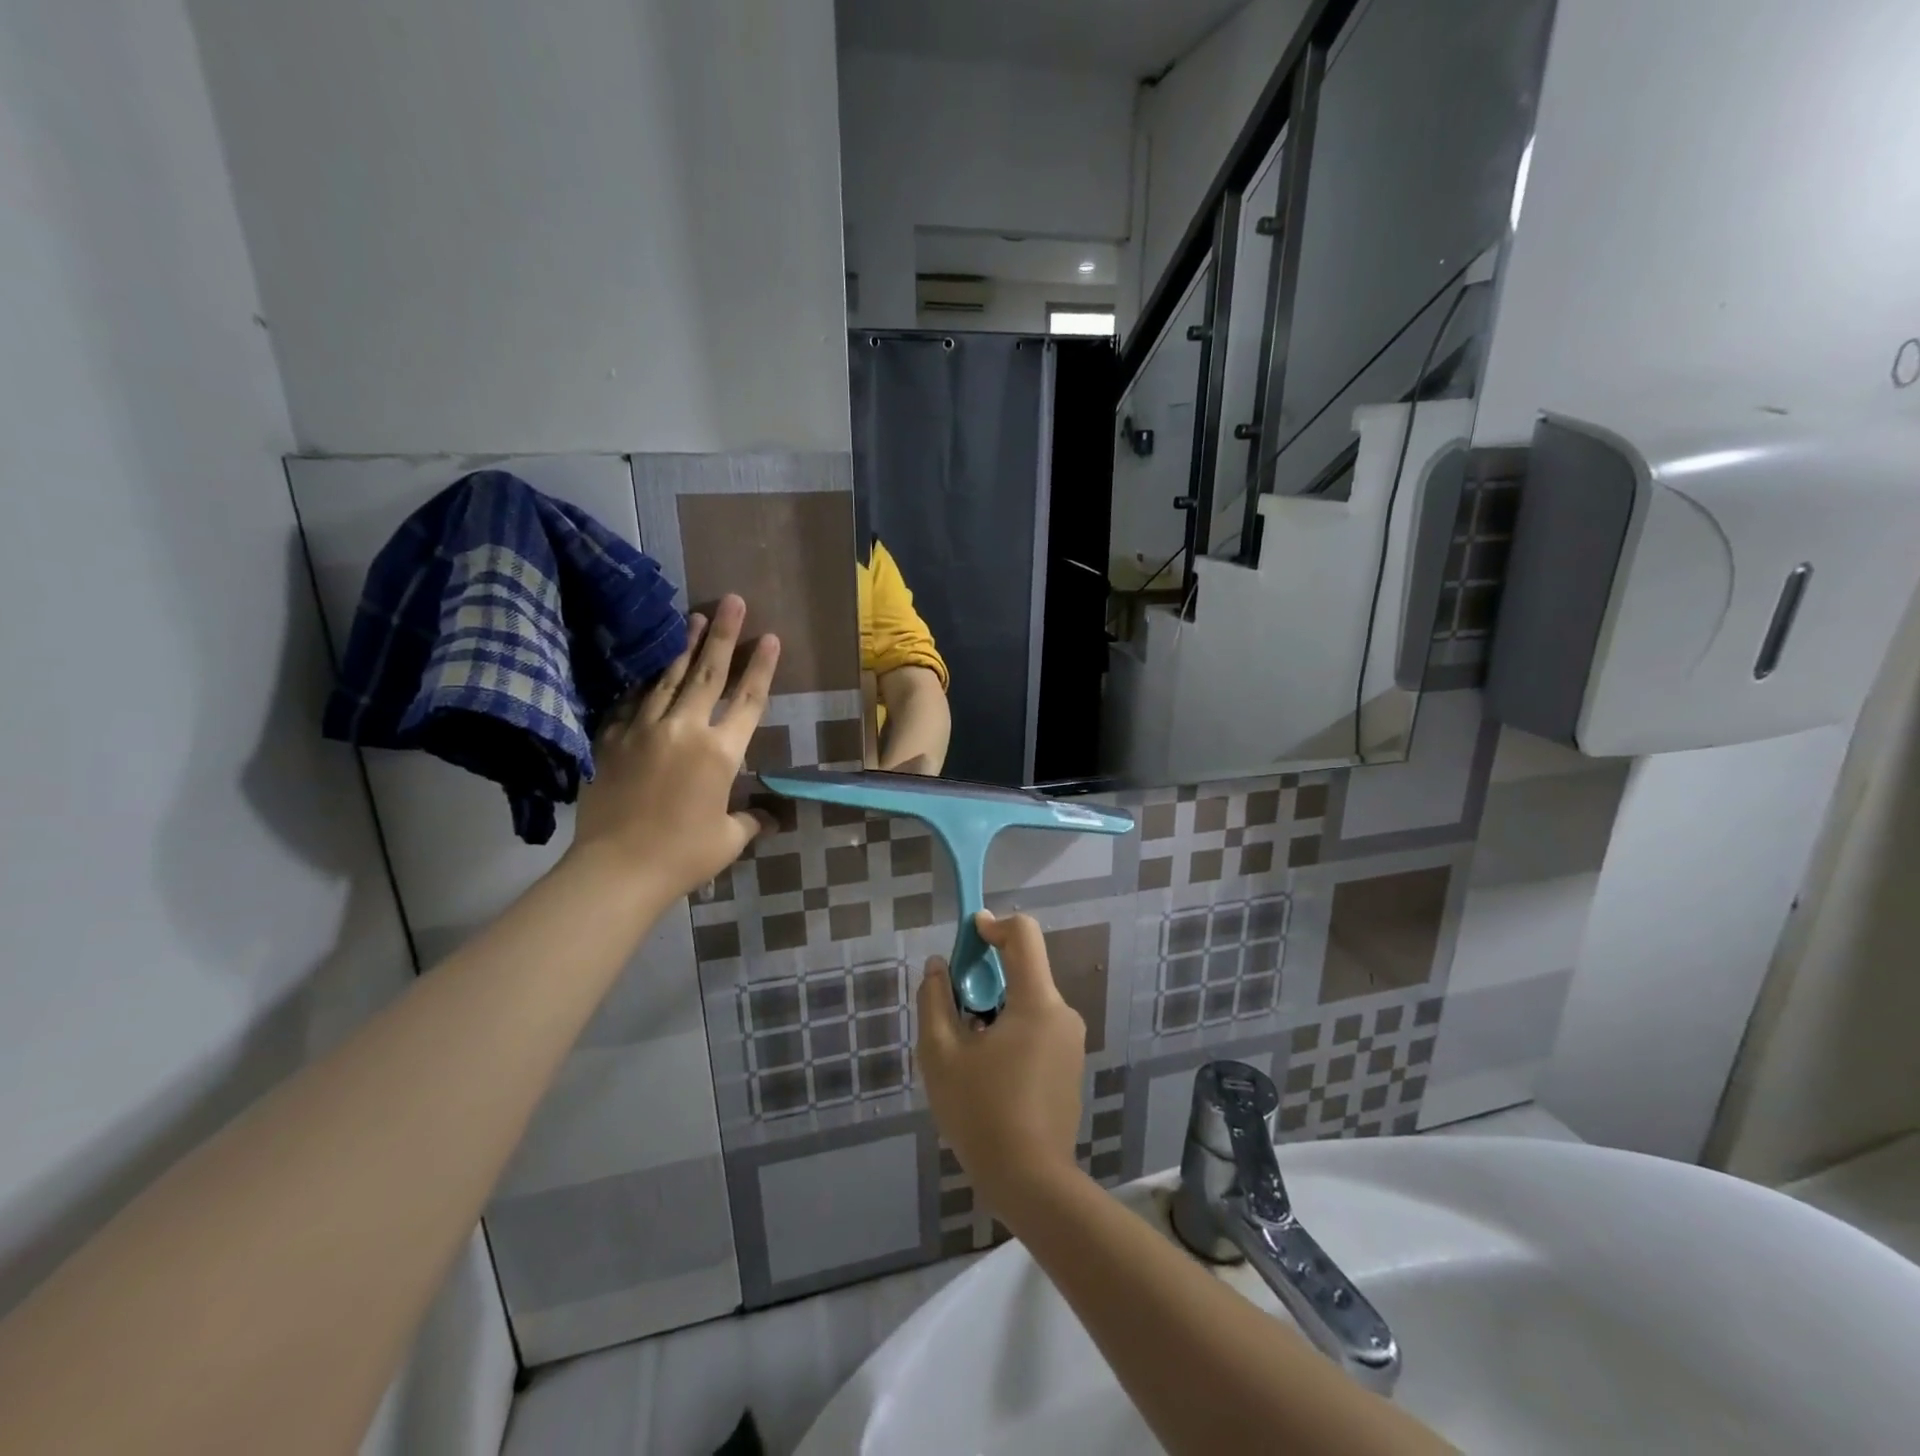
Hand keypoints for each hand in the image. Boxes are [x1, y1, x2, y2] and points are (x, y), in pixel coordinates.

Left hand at [572, 595, 778, 899]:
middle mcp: (686, 729)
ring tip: (693, 616)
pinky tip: (650, 665)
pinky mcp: (612, 739)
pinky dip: (644, 681)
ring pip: (669, 678)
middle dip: (723, 634)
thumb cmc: (683, 856)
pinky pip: (632, 701)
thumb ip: (751, 820)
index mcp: (722, 752)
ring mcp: (645, 730)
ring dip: (684, 646)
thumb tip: (770, 817)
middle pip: (709, 673)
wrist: (617, 868)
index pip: (749, 700)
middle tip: (732, 600)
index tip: (770, 636)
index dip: (762, 667)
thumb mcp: (728, 840)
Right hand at [917, 911, 1085, 1214]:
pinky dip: (1010, 1030)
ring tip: (964, 1048)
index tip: (967, 935)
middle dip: (986, 976)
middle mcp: (1062, 1013)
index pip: (1024, 935)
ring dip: (995, 1008)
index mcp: (1037, 1002)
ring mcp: (1070, 1042)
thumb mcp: (941, 1054)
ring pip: (1028, 1002)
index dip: (993, 924)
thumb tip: (939, 967)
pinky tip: (986, 1071)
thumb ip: (935, 1000)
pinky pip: (1037, 1028)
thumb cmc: (981, 1112)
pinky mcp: (1069, 1067)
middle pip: (1024, 970)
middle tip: (952, 1005)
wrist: (1031, 1183)